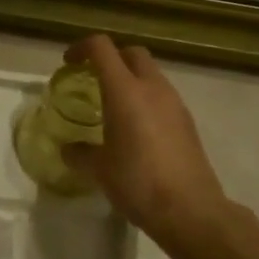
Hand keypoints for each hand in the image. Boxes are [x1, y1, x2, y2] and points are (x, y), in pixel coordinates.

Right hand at [60, 35, 248, 254]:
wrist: (190, 209)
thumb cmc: (137, 182)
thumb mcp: (99, 170)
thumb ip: (79, 153)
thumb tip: (68, 148)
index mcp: (125, 91)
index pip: (102, 48)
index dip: (82, 48)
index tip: (69, 63)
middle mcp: (152, 88)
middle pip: (132, 53)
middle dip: (111, 58)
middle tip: (93, 79)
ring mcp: (175, 103)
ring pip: (151, 74)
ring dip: (131, 79)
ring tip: (114, 106)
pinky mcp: (187, 121)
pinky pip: (163, 96)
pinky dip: (146, 99)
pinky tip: (137, 129)